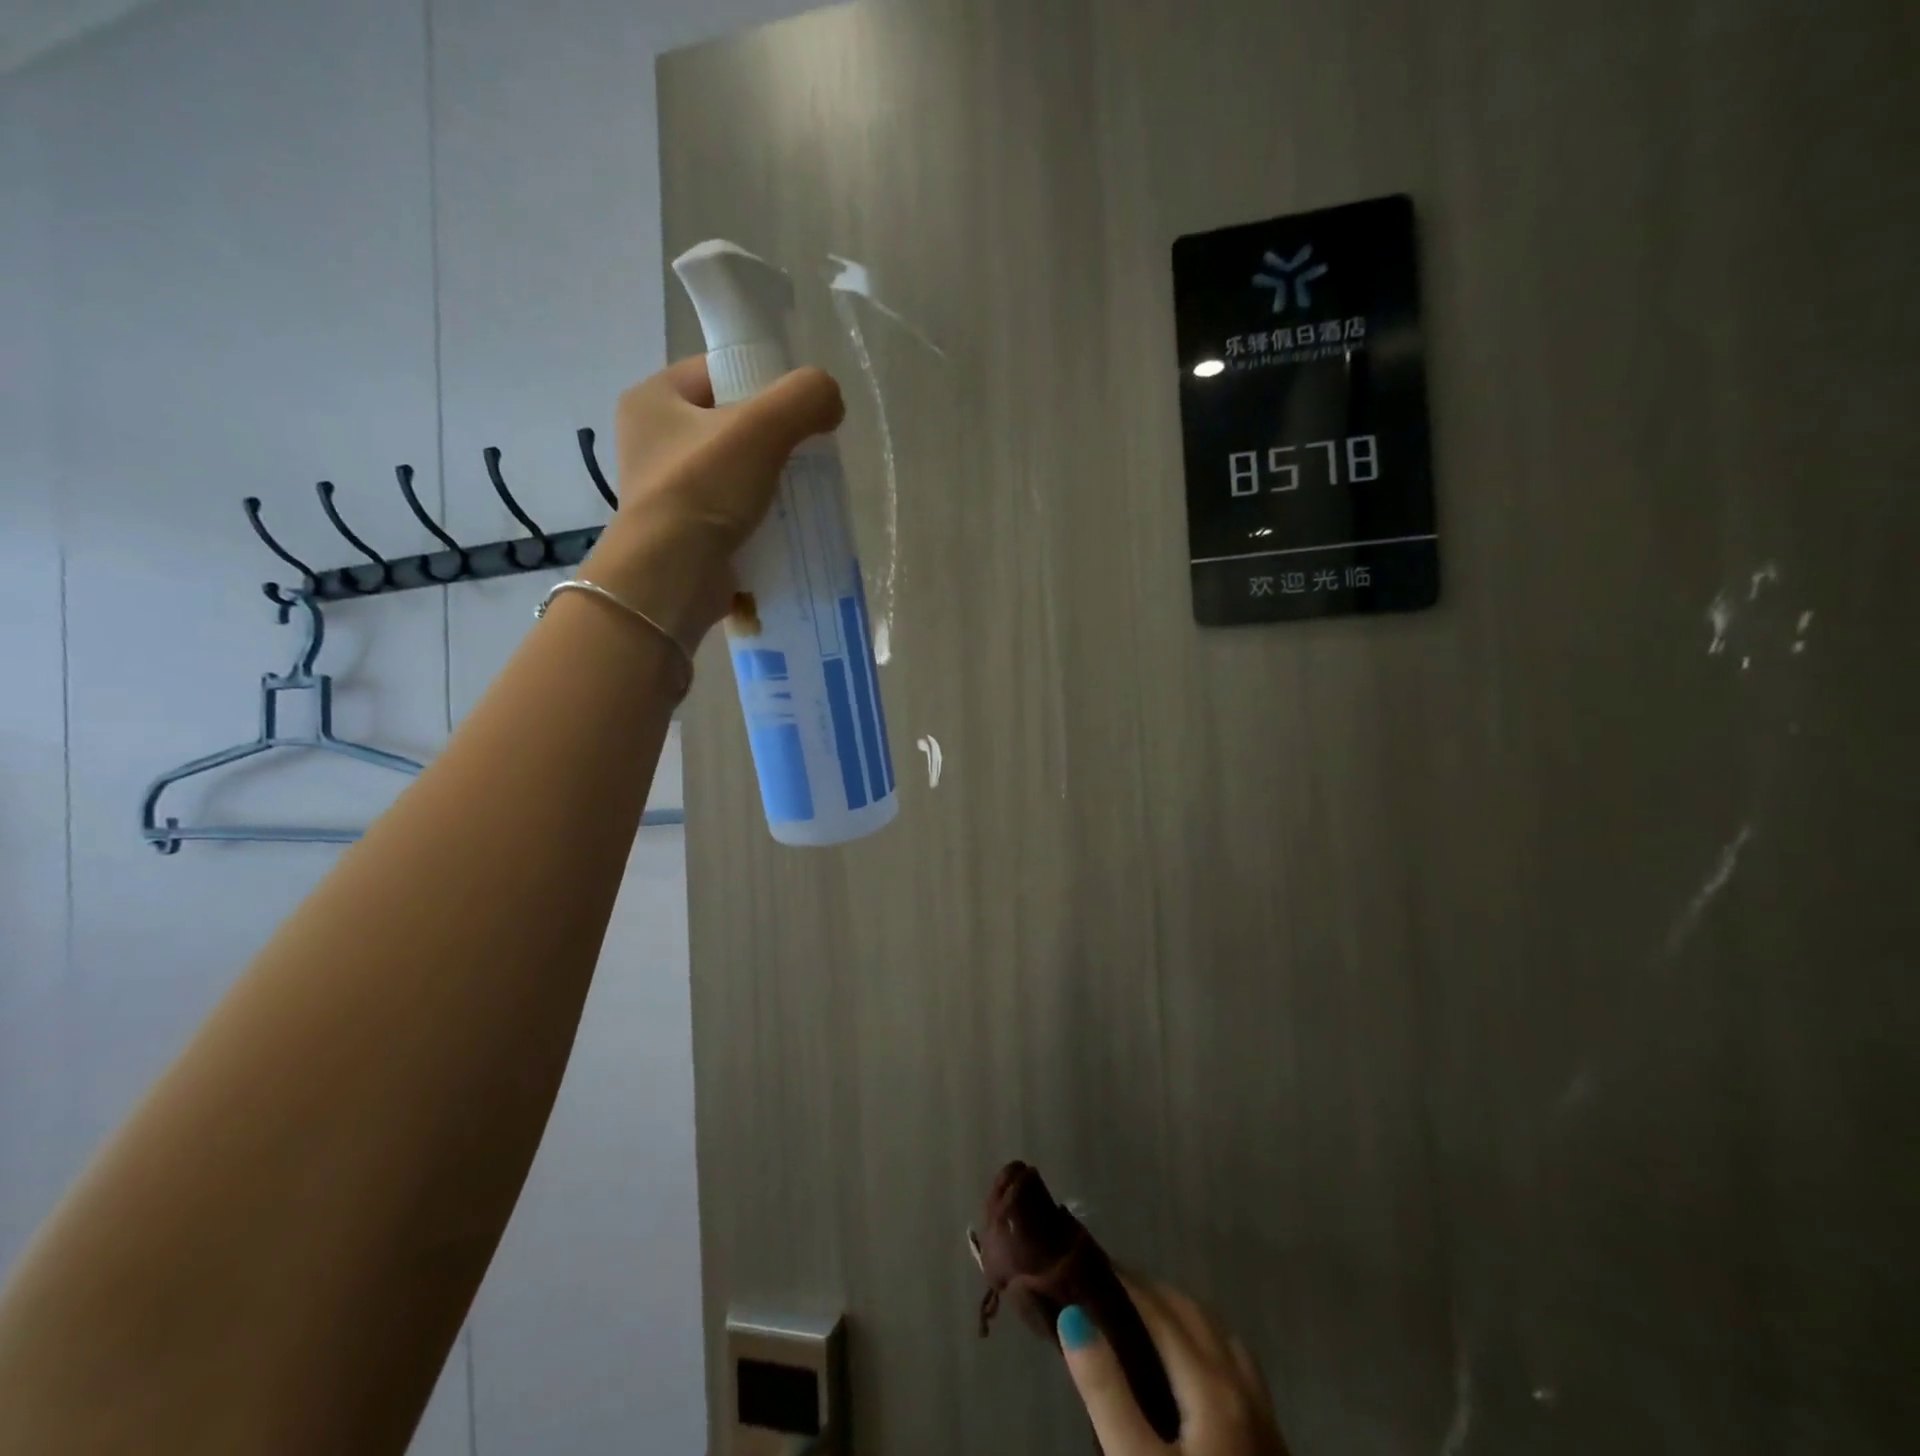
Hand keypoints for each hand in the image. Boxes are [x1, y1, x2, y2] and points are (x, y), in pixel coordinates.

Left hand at [581, 355, 843, 645]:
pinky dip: (759, 518)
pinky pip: (731, 513)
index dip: (762, 382)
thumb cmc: (704, 490)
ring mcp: (665, 491)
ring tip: (803, 494)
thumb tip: (831, 401)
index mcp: (653, 399)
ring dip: (770, 483)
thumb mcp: (761, 428)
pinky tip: (785, 527)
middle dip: (773, 440)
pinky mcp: (683, 533)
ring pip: (734, 472)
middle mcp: (652, 441)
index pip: (718, 372)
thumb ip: (804, 398)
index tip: (798, 411)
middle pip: (730, 425)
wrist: (670, 579)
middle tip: (806, 456)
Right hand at [1059, 1277, 1287, 1455]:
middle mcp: (1242, 1382)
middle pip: (1192, 1311)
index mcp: (1211, 1382)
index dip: (1122, 1282)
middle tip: (1105, 1290)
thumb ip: (1106, 1389)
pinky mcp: (1270, 1439)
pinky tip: (1186, 1363)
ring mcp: (1263, 1410)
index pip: (1158, 1308)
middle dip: (1149, 1291)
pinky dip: (1203, 1340)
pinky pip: (1234, 1361)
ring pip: (1218, 1333)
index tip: (1087, 1266)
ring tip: (1140, 1317)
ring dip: (1179, 1312)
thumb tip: (1072, 1314)